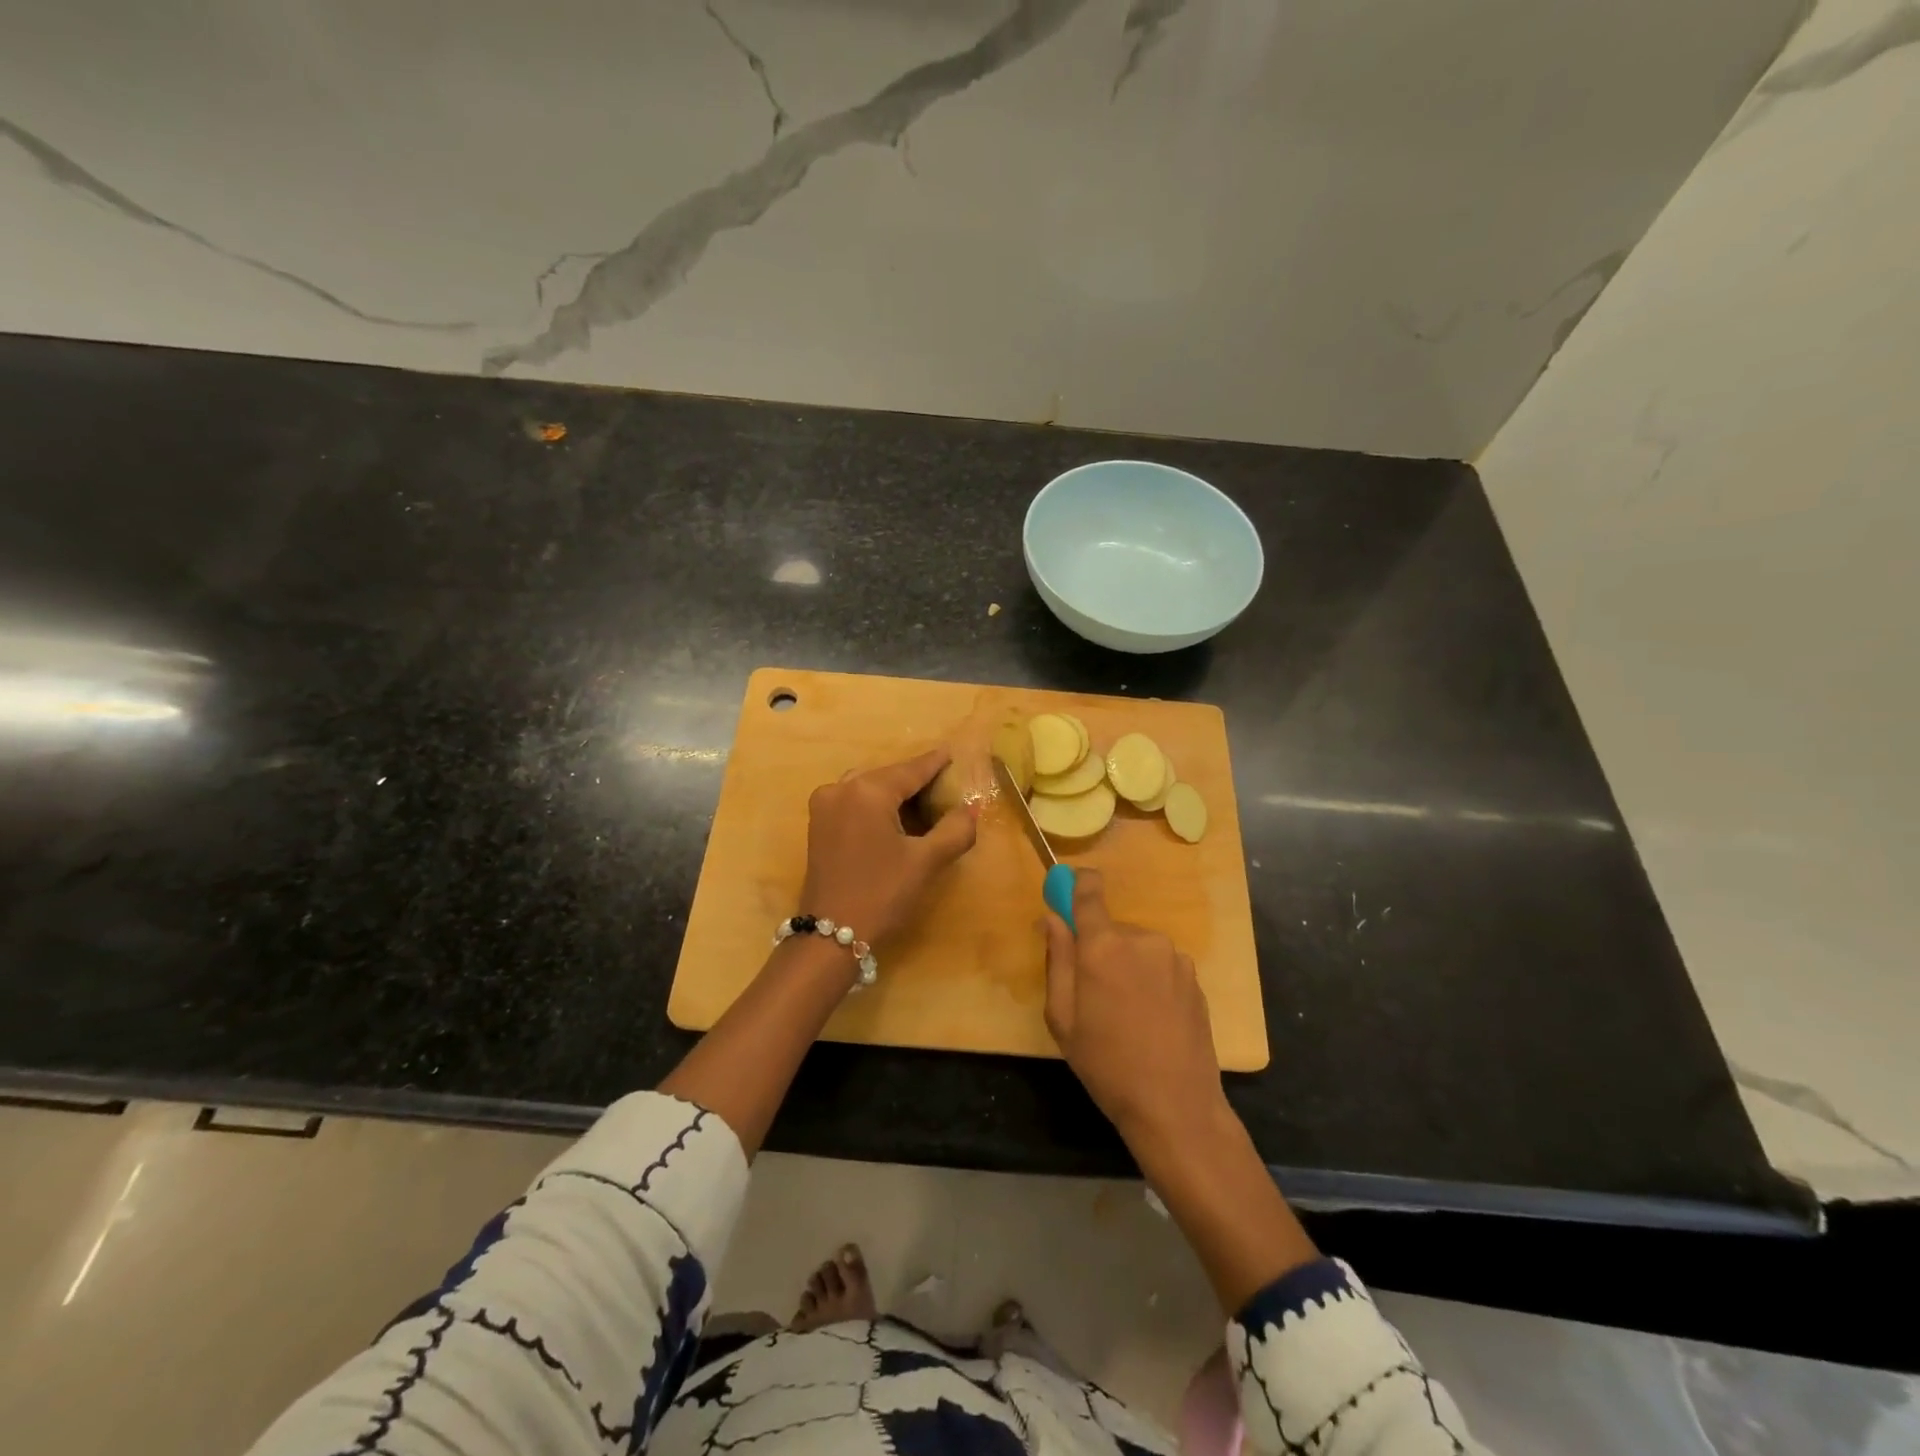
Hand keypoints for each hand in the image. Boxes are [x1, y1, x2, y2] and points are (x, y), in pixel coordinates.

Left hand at [799, 748, 977, 951]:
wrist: (831, 934)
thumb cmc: (882, 894)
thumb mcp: (926, 862)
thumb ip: (955, 830)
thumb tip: (971, 808)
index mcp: (867, 790)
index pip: (911, 769)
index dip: (936, 763)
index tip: (954, 753)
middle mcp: (841, 788)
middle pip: (889, 775)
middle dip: (916, 780)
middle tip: (945, 784)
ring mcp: (824, 805)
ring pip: (869, 787)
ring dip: (896, 792)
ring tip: (924, 803)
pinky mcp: (818, 824)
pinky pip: (854, 801)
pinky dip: (876, 804)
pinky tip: (896, 819)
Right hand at [1042, 869, 1226, 1150]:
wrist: (1175, 1105)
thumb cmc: (1106, 1064)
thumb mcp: (1063, 1018)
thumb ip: (1057, 960)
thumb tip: (1052, 918)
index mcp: (1103, 946)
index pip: (1089, 892)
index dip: (1077, 883)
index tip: (1067, 888)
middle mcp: (1141, 939)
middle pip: (1111, 928)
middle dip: (1099, 948)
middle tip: (1094, 993)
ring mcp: (1173, 957)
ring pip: (1137, 947)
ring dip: (1127, 965)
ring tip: (1125, 1012)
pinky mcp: (1194, 977)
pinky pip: (1160, 964)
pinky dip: (1150, 979)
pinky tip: (1151, 1018)